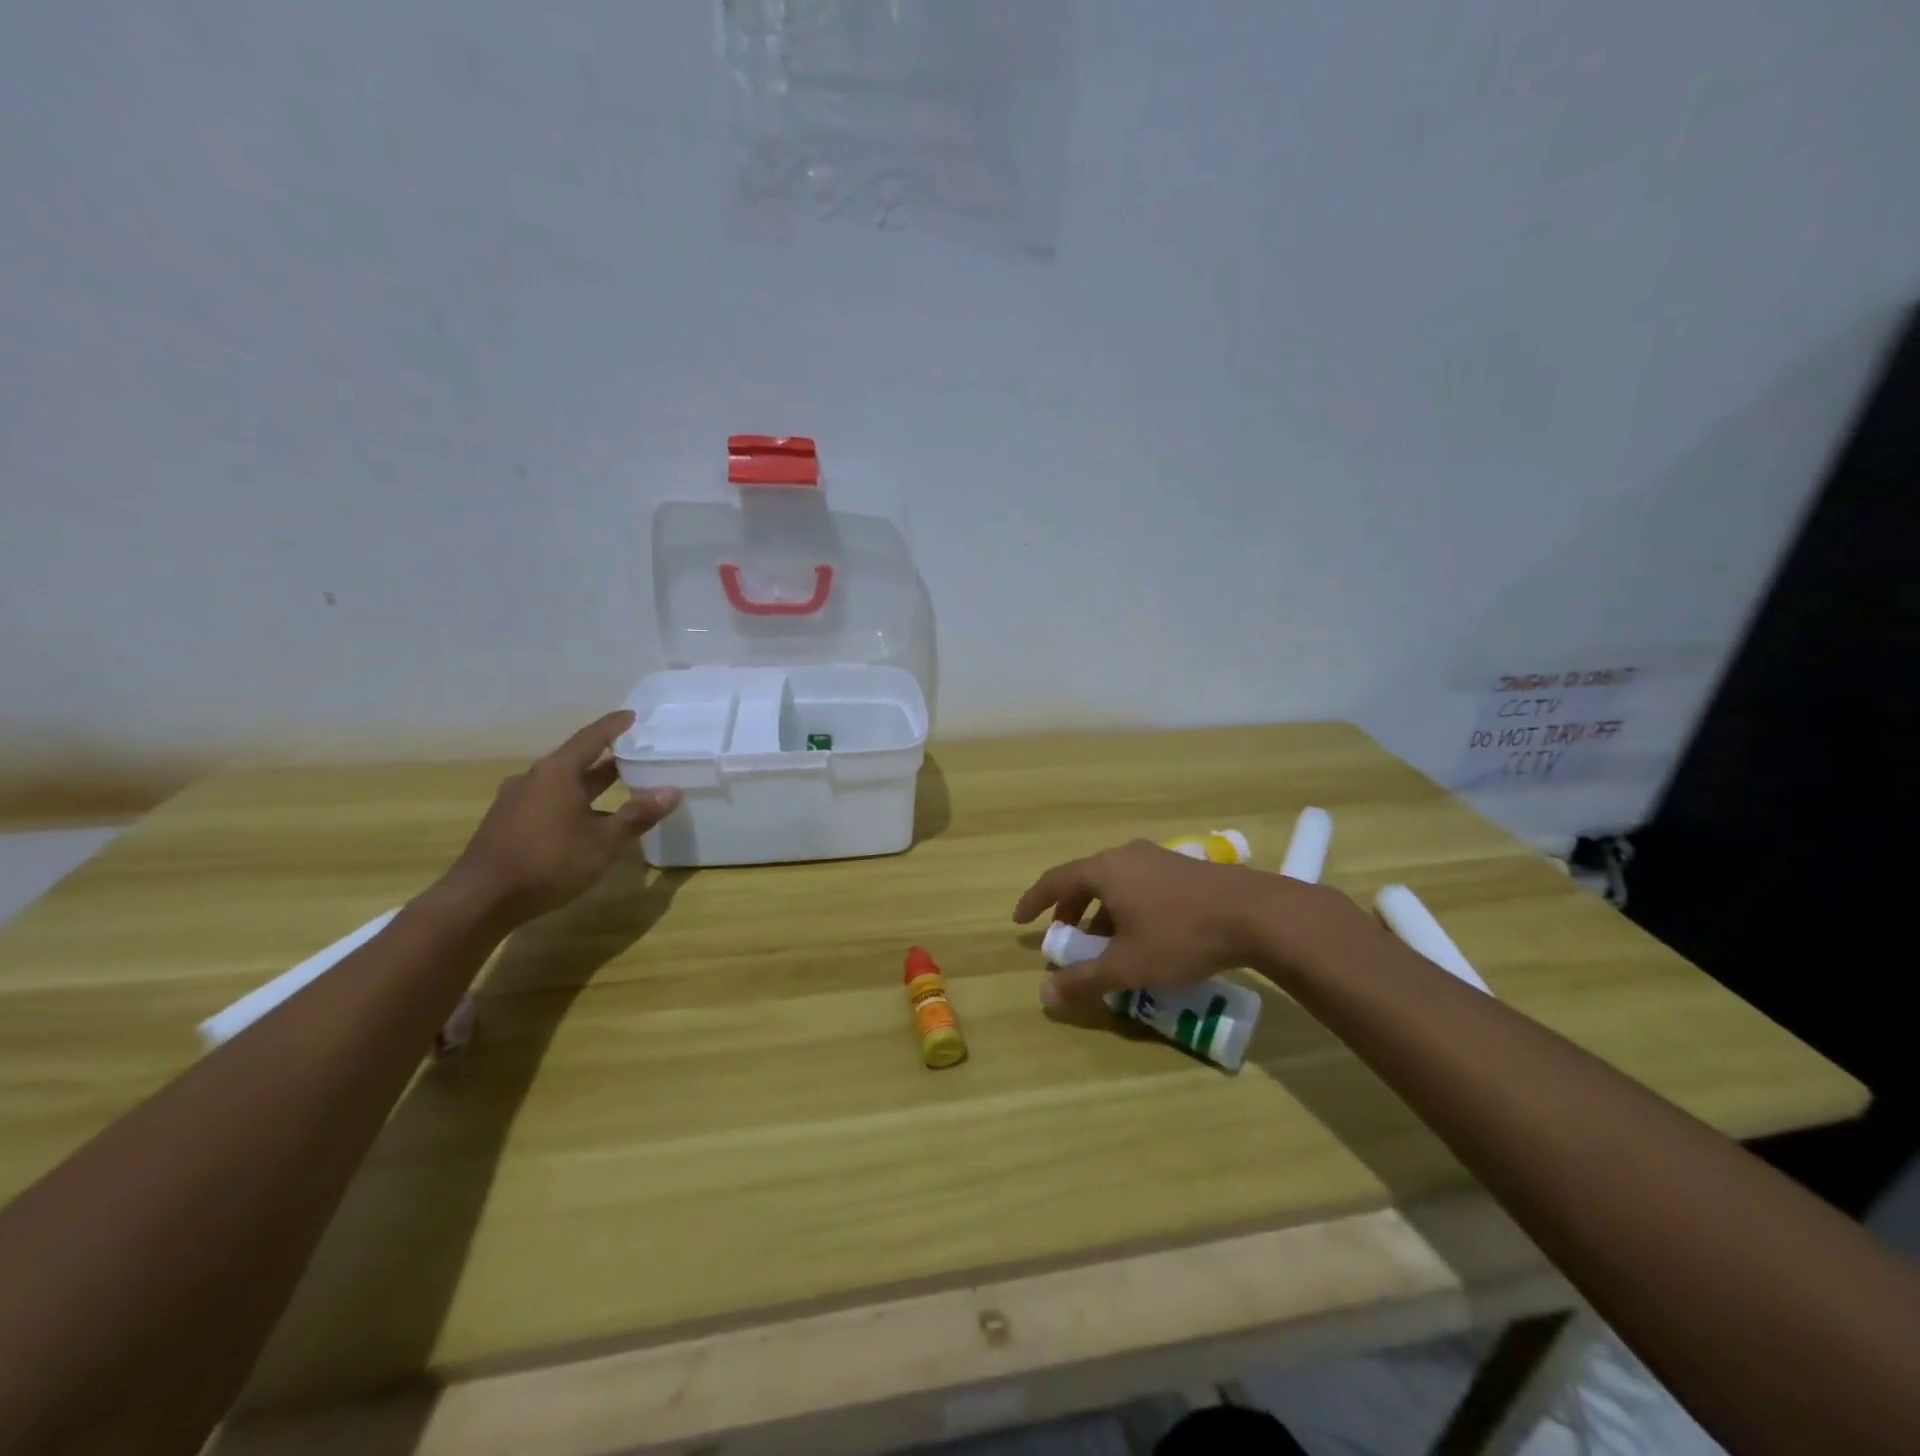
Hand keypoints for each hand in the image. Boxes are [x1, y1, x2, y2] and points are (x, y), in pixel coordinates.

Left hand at [444, 711, 681, 924]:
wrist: (480, 900)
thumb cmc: (548, 862)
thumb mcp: (603, 841)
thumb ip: (637, 815)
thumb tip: (671, 791)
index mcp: (557, 773)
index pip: (592, 738)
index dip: (614, 726)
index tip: (633, 716)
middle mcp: (534, 779)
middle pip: (576, 760)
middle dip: (607, 759)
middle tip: (636, 755)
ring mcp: (516, 801)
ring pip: (562, 784)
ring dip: (590, 784)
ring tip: (618, 789)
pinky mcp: (507, 824)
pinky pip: (548, 802)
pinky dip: (573, 803)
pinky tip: (586, 821)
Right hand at [1012, 839, 1344, 1005]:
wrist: (1256, 914)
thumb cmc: (1181, 935)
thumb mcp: (1128, 966)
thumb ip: (1084, 980)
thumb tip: (1044, 995)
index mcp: (1105, 870)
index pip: (1055, 880)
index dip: (1034, 901)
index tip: (1020, 921)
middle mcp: (1127, 856)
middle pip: (1085, 880)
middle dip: (1070, 911)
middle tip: (1065, 939)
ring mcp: (1157, 859)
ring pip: (1115, 884)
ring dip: (1100, 912)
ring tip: (1105, 945)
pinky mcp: (1184, 869)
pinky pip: (1139, 885)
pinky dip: (1126, 908)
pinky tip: (1143, 936)